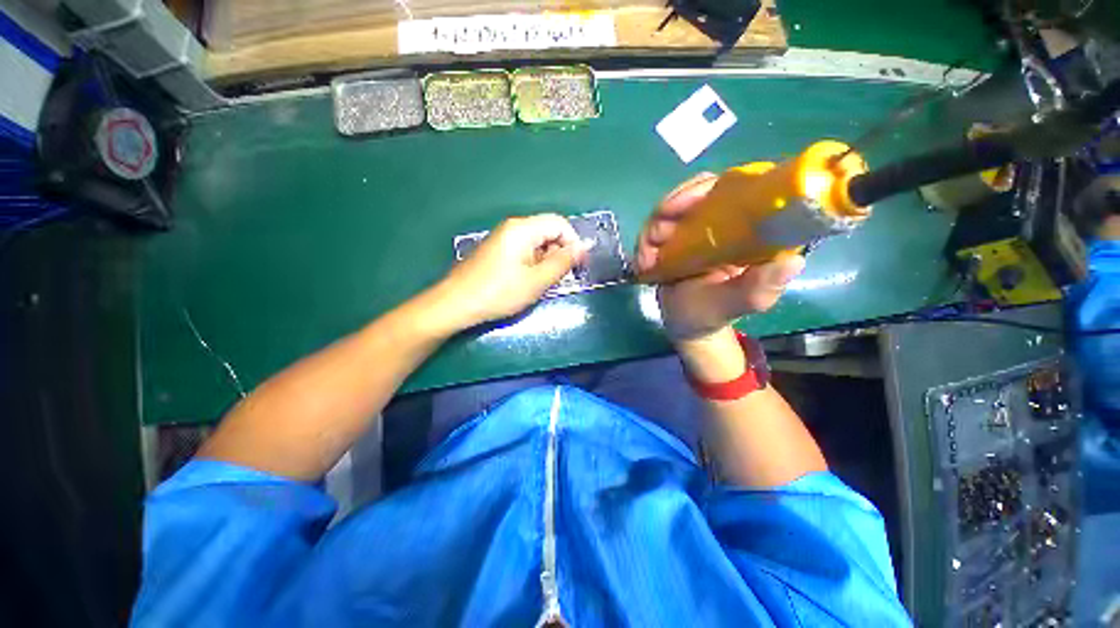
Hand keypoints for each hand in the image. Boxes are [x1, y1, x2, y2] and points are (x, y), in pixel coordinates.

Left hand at [432, 214, 588, 330]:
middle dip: (560, 253)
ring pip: (537, 243)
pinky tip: (529, 282)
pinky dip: (534, 264)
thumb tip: (582, 248)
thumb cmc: (498, 292)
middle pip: (548, 232)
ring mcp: (503, 239)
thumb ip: (562, 263)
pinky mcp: (497, 251)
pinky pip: (524, 251)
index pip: (559, 223)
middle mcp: (513, 228)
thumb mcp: (536, 281)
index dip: (574, 242)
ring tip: (544, 283)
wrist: (455, 304)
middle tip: (561, 278)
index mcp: (523, 229)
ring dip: (547, 261)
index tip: (579, 266)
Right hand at [635, 173, 805, 343]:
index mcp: (752, 231)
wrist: (684, 324)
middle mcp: (725, 221)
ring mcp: (697, 228)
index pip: (740, 187)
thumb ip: (759, 288)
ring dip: (653, 228)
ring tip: (646, 259)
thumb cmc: (713, 314)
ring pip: (674, 207)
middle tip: (656, 235)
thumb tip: (791, 261)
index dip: (711, 187)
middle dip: (673, 207)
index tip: (686, 203)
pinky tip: (643, 262)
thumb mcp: (737, 305)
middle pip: (701, 190)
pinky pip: (658, 225)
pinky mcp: (676, 237)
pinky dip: (646, 241)